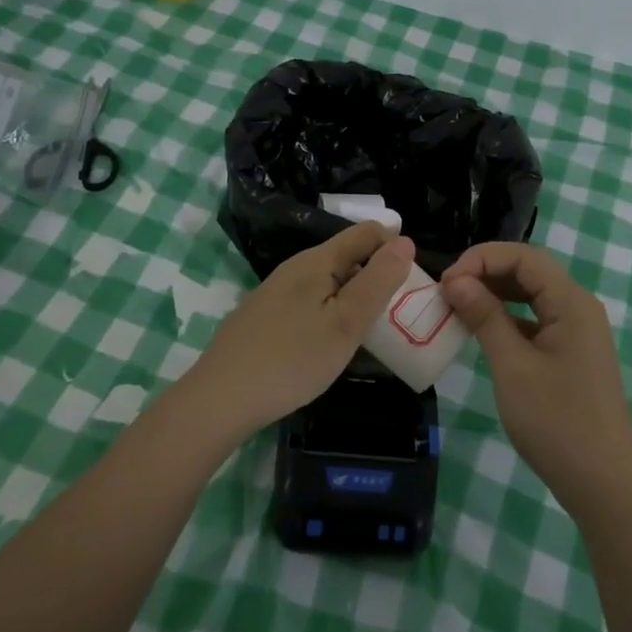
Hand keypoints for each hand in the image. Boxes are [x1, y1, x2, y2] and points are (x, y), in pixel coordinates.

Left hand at [183, 222, 415, 444]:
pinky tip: (328, 345)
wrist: (220, 399)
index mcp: (317, 260)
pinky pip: (309, 302)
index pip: (366, 233)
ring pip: (327, 281)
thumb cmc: (292, 359)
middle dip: (375, 275)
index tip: (410, 283)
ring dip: (353, 297)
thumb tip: (405, 240)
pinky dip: (329, 313)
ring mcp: (276, 292)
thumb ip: (378, 281)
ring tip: (368, 332)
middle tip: (395, 314)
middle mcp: (295, 267)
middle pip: (347, 256)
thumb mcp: (346, 322)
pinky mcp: (264, 317)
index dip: (394, 247)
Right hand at [442, 242, 631, 516]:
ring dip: (494, 294)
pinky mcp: (572, 354)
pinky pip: (536, 320)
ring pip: (531, 295)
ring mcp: (577, 331)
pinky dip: (507, 319)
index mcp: (571, 302)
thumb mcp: (513, 367)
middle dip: (486, 273)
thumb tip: (455, 280)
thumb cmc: (557, 422)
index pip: (523, 256)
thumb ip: (485, 317)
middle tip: (447, 292)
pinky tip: (482, 332)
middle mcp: (578, 307)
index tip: (446, 281)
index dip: (481, 258)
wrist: (605, 485)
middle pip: (529, 271)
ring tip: (457, 308)